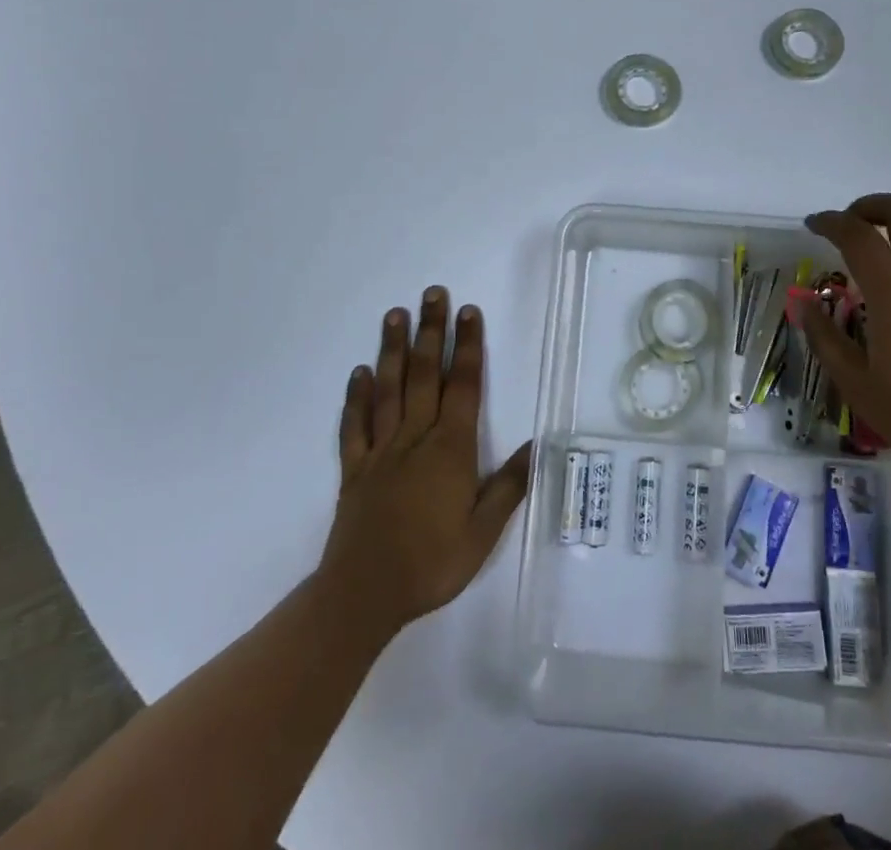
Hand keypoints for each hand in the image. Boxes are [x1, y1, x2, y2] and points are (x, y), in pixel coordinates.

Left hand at [321, 289, 531, 634]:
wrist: (363, 596)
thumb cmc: (431, 564)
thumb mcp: (482, 533)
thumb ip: (508, 487)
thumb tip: (537, 445)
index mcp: (450, 449)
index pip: (463, 385)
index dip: (468, 346)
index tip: (469, 311)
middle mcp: (415, 438)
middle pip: (425, 374)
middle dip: (432, 331)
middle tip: (433, 293)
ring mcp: (381, 451)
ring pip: (388, 389)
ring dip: (393, 350)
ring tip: (395, 315)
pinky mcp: (354, 469)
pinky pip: (354, 426)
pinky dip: (356, 397)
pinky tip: (358, 373)